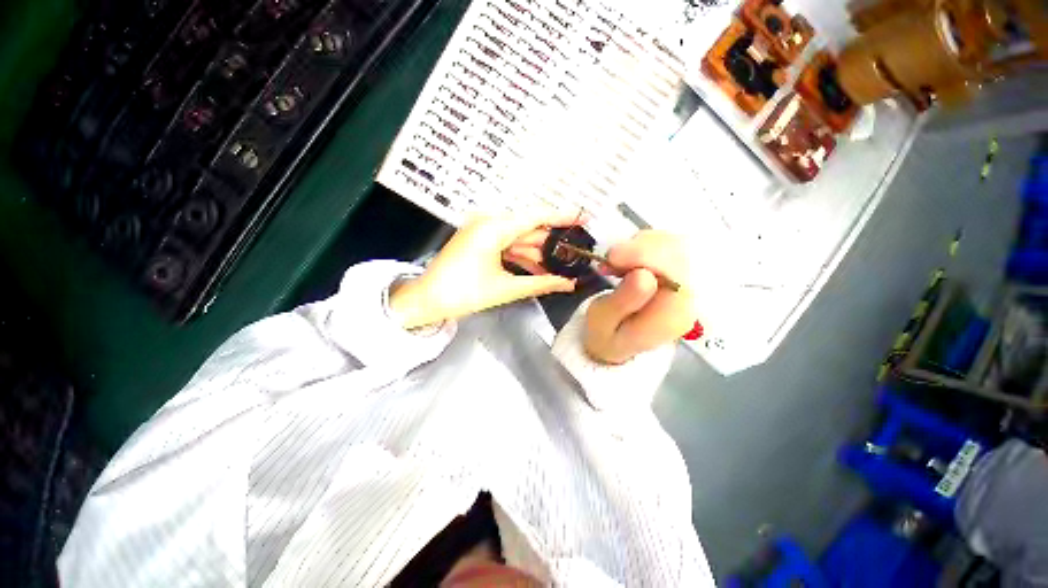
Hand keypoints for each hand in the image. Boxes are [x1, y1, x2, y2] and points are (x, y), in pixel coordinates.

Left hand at [389, 213, 580, 328]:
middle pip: (528, 228)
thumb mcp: (507, 288)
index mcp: (494, 228)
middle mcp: (488, 222)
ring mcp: (481, 231)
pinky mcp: (478, 241)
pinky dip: (521, 255)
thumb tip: (570, 284)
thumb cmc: (465, 294)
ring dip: (537, 252)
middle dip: (551, 242)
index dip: (562, 217)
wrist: (427, 300)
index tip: (584, 217)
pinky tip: (537, 267)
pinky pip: (506, 244)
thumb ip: (542, 283)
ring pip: (518, 238)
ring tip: (560, 265)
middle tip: (574, 251)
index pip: (536, 216)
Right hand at [584, 231, 694, 364]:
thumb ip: (623, 302)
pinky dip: (643, 243)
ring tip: (616, 264)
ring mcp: (687, 282)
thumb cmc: (606, 335)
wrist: (617, 341)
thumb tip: (643, 274)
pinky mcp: (678, 271)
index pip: (674, 273)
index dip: (645, 257)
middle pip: (679, 252)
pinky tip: (626, 259)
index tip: (612, 258)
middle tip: (610, 261)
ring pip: (674, 243)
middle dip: (640, 248)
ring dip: (640, 245)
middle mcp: (689, 297)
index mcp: (673, 315)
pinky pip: (667, 244)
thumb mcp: (603, 324)